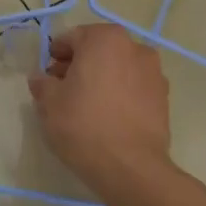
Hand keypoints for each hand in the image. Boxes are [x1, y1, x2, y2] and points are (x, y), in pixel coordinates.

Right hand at [28, 23, 174, 205]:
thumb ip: (42, 84)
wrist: (130, 168)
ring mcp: (154, 73)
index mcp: (105, 39)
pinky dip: (120, 94)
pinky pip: (134, 88)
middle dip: (79, 65)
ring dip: (101, 79)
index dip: (56, 55)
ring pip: (118, 68)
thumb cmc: (83, 125)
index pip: (72, 38)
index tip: (47, 74)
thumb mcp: (49, 103)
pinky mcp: (164, 98)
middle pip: (98, 51)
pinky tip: (107, 117)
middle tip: (63, 89)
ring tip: (86, 106)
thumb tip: (41, 79)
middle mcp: (134, 47)